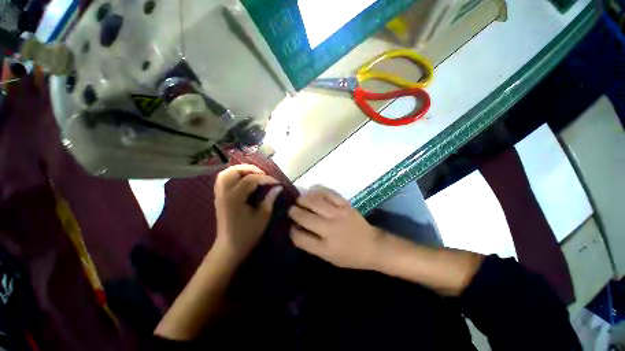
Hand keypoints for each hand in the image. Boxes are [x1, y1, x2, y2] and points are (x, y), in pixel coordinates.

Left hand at [214, 164, 281, 261]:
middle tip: (264, 174)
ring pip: (226, 173)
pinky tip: (244, 179)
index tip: (277, 182)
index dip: (266, 179)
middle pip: (234, 171)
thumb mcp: (263, 216)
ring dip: (241, 170)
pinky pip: (223, 179)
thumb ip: (270, 199)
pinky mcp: (218, 197)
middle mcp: (224, 193)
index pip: (251, 180)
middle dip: (251, 169)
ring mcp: (219, 194)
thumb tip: (278, 187)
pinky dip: (234, 175)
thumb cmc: (248, 234)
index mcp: (234, 199)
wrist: (229, 247)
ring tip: (255, 174)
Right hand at [288, 185, 383, 269]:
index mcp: (325, 247)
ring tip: (299, 200)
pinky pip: (329, 193)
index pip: (300, 238)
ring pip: (314, 202)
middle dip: (293, 212)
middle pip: (305, 217)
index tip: (290, 227)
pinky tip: (313, 191)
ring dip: (303, 199)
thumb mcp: (329, 257)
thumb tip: (296, 229)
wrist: (373, 245)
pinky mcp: (345, 205)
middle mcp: (330, 229)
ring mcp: (338, 214)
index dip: (292, 231)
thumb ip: (311, 244)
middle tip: (291, 210)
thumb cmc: (350, 255)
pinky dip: (318, 191)